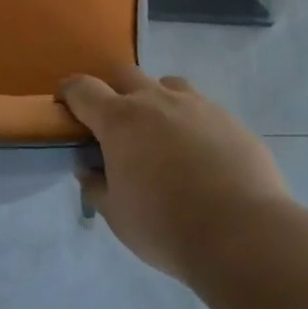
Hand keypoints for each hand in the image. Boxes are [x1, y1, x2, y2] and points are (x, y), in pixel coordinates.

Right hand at [59, 66, 290, 280]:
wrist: (242, 234)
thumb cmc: (165, 226)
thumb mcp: (117, 215)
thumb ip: (96, 186)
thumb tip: (88, 169)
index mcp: (120, 120)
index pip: (83, 89)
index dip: (69, 92)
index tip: (65, 104)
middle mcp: (156, 101)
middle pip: (125, 74)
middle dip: (113, 90)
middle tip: (115, 124)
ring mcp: (197, 105)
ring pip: (168, 84)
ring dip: (156, 100)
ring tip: (161, 135)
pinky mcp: (230, 120)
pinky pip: (202, 108)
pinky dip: (191, 122)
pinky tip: (200, 155)